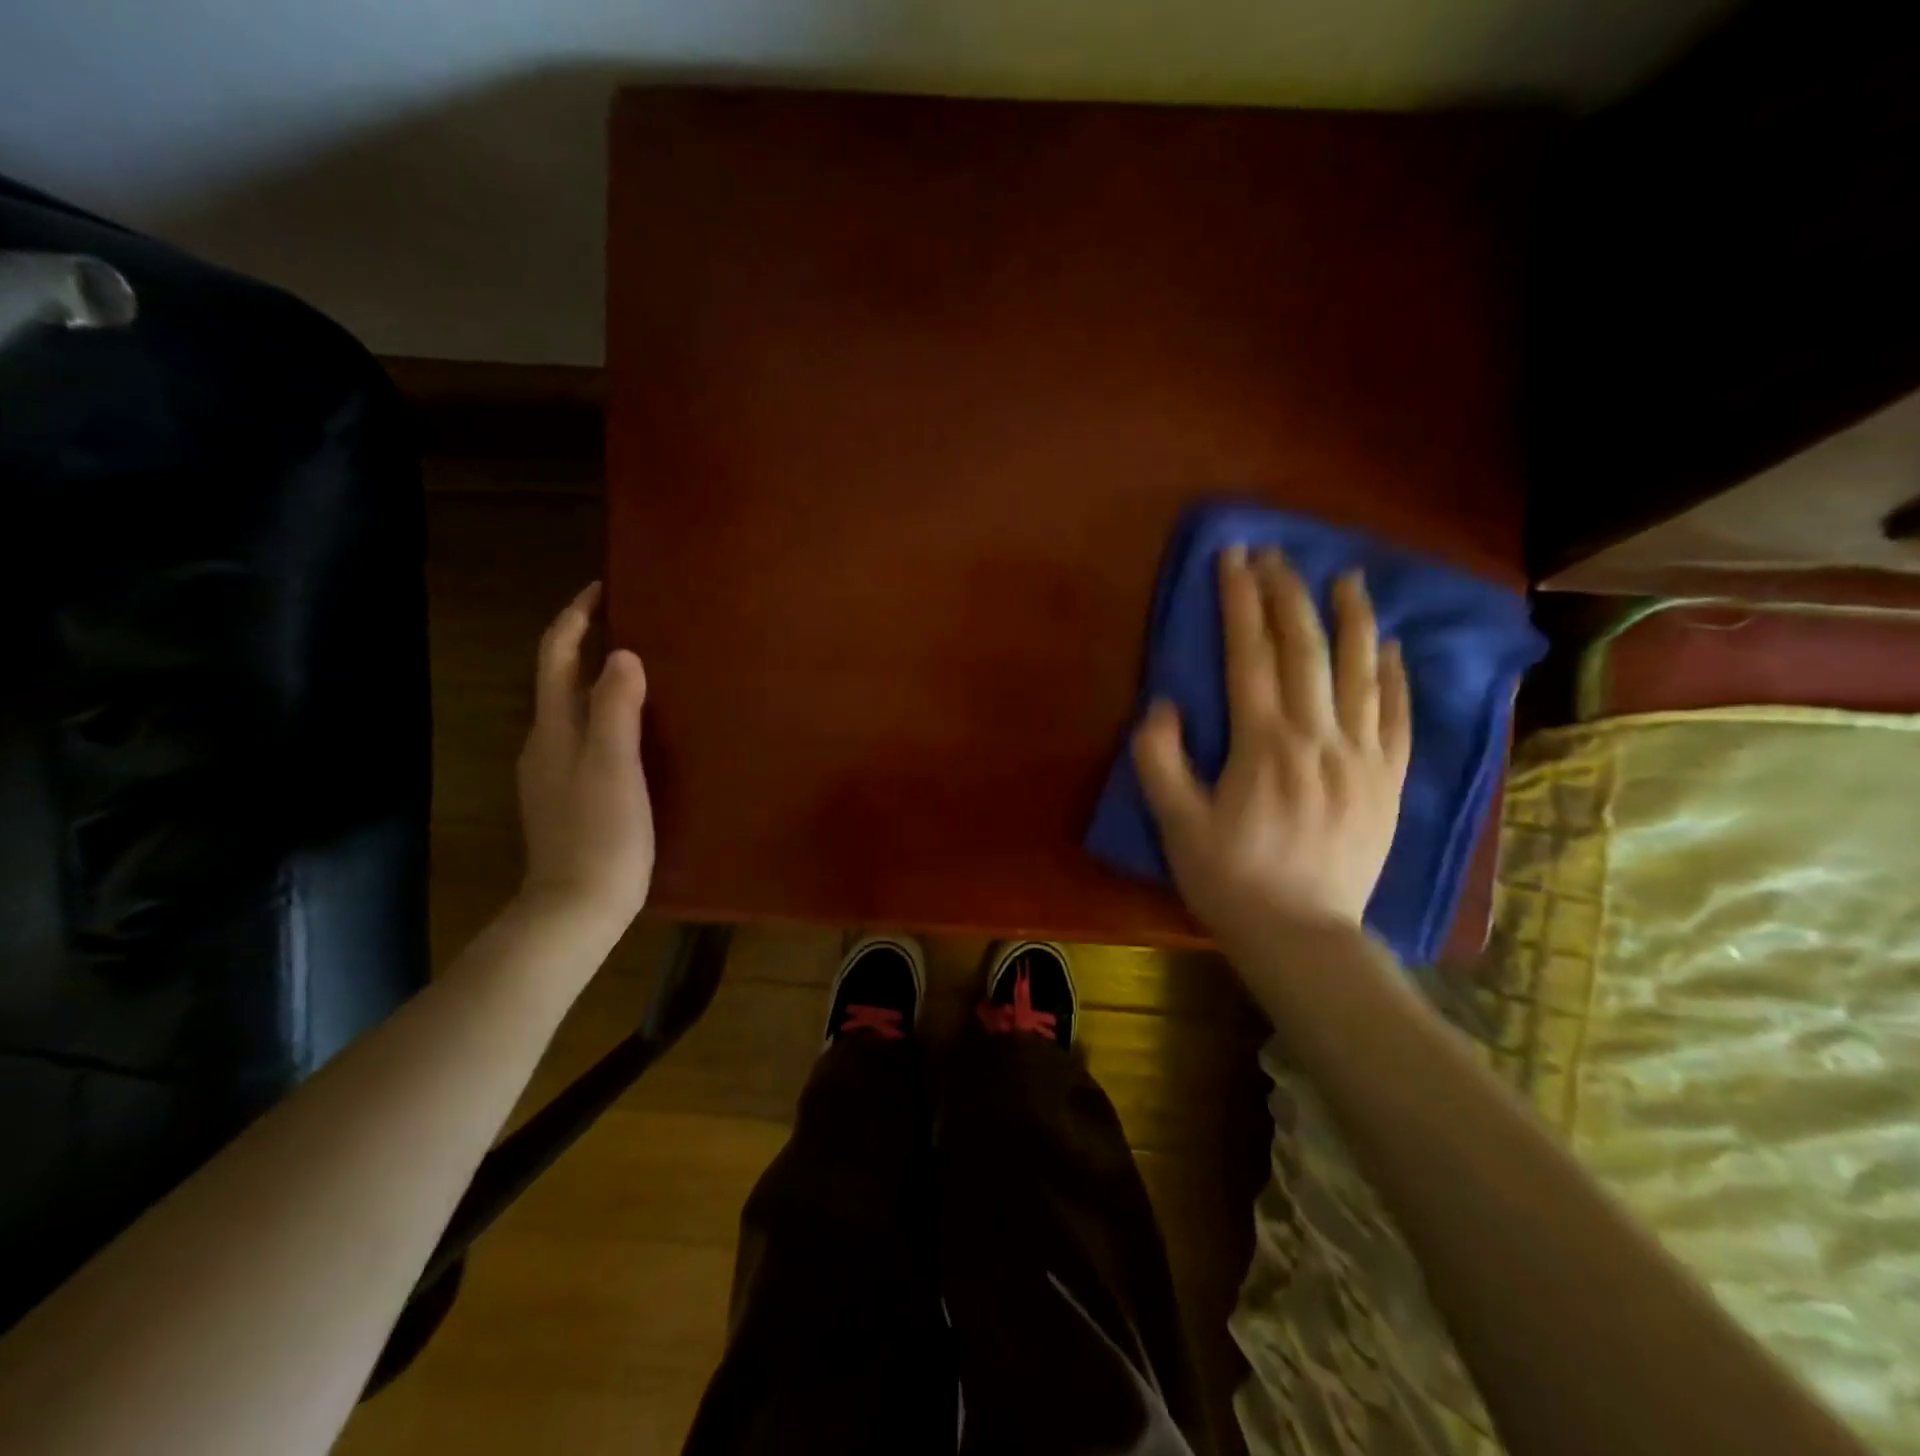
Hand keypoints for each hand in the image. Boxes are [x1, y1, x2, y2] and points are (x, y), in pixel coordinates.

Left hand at [515, 583, 654, 935]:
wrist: (576, 907)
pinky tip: (637, 728)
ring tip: (642, 668)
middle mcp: (546, 743)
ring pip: (573, 709)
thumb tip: (622, 654)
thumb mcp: (614, 765)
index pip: (556, 656)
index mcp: (554, 729)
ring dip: (598, 679)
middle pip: (560, 678)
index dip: (575, 617)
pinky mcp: (571, 796)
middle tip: (632, 623)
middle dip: (587, 642)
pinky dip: (606, 714)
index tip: (603, 587)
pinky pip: (586, 737)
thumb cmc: (602, 834)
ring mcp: (555, 773)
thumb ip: (615, 707)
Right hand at [1131, 545, 1409, 953]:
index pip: (1249, 655)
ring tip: (1347, 578)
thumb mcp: (1175, 825)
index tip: (1233, 558)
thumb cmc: (1230, 880)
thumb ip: (1160, 760)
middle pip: (1305, 649)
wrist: (1303, 936)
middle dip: (1288, 594)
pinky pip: (1399, 716)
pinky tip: (1390, 647)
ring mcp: (1363, 757)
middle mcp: (1319, 738)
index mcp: (1263, 745)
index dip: (1239, 601)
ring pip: (1362, 672)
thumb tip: (1164, 704)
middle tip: (1276, 555)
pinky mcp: (1388, 781)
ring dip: (1352, 618)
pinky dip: (1395, 675)